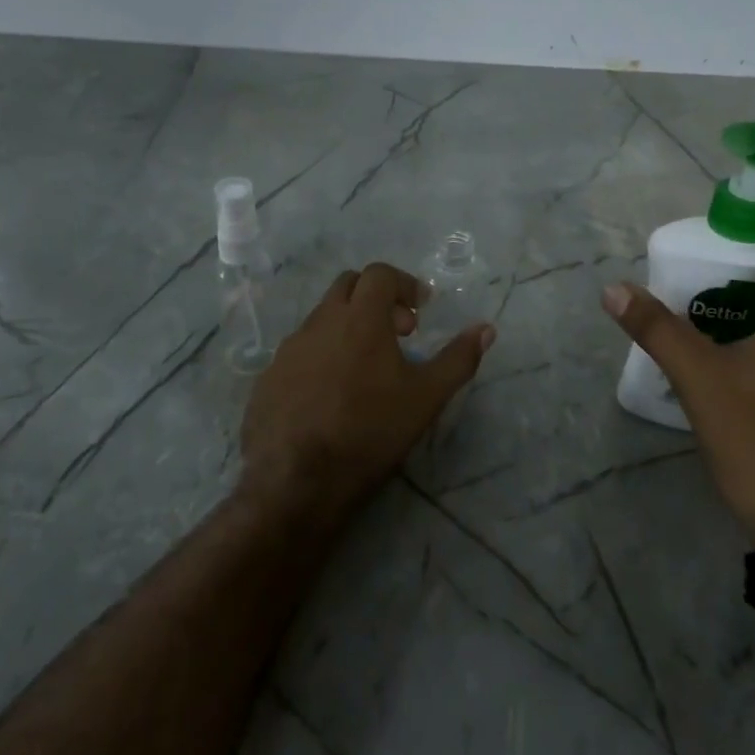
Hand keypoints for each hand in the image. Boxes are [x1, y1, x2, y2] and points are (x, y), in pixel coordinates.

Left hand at [241, 263, 494, 525]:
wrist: (296, 481)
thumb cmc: (369, 431)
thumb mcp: (426, 397)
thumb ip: (458, 359)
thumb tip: (486, 329)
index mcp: (360, 318)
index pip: (380, 274)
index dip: (404, 284)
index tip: (420, 310)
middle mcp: (320, 322)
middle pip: (348, 286)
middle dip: (376, 298)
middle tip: (398, 332)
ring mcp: (289, 348)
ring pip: (322, 318)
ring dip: (348, 327)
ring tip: (366, 367)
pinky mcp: (268, 376)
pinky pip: (300, 350)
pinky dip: (322, 355)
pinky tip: (331, 393)